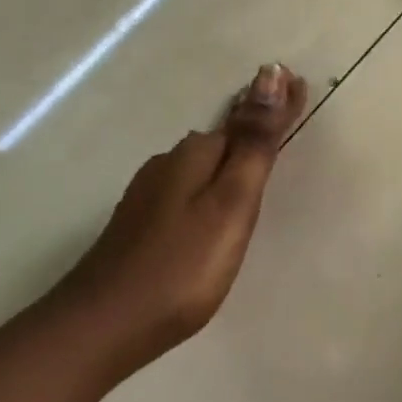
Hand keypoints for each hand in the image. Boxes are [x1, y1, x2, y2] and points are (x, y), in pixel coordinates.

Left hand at [50, 63, 308, 378]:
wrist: (99, 329)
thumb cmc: (182, 266)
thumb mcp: (232, 202)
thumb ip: (255, 142)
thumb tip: (271, 72)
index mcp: (195, 155)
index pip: (247, 118)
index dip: (277, 106)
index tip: (302, 84)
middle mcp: (168, 164)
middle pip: (222, 140)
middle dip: (253, 130)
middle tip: (286, 117)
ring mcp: (148, 196)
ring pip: (201, 167)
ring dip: (230, 159)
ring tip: (256, 164)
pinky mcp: (138, 226)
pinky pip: (186, 190)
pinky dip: (208, 186)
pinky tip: (210, 207)